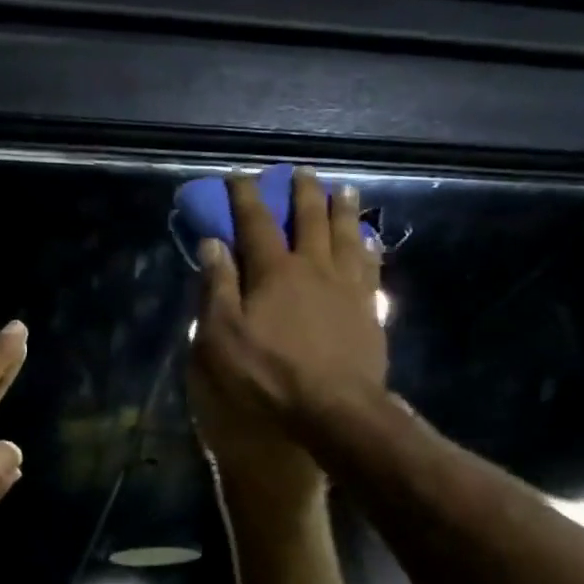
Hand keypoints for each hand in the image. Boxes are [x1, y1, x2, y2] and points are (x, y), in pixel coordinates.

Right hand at [191, 168, 385, 440]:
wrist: (336, 411)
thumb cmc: (270, 376)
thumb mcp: (223, 337)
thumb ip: (217, 287)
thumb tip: (213, 243)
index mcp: (275, 272)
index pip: (256, 223)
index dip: (246, 196)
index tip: (239, 176)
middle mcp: (314, 268)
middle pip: (310, 219)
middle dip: (302, 192)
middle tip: (301, 171)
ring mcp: (348, 287)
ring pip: (347, 236)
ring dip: (342, 209)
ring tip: (343, 189)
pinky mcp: (370, 309)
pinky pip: (371, 267)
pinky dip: (369, 247)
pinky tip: (370, 241)